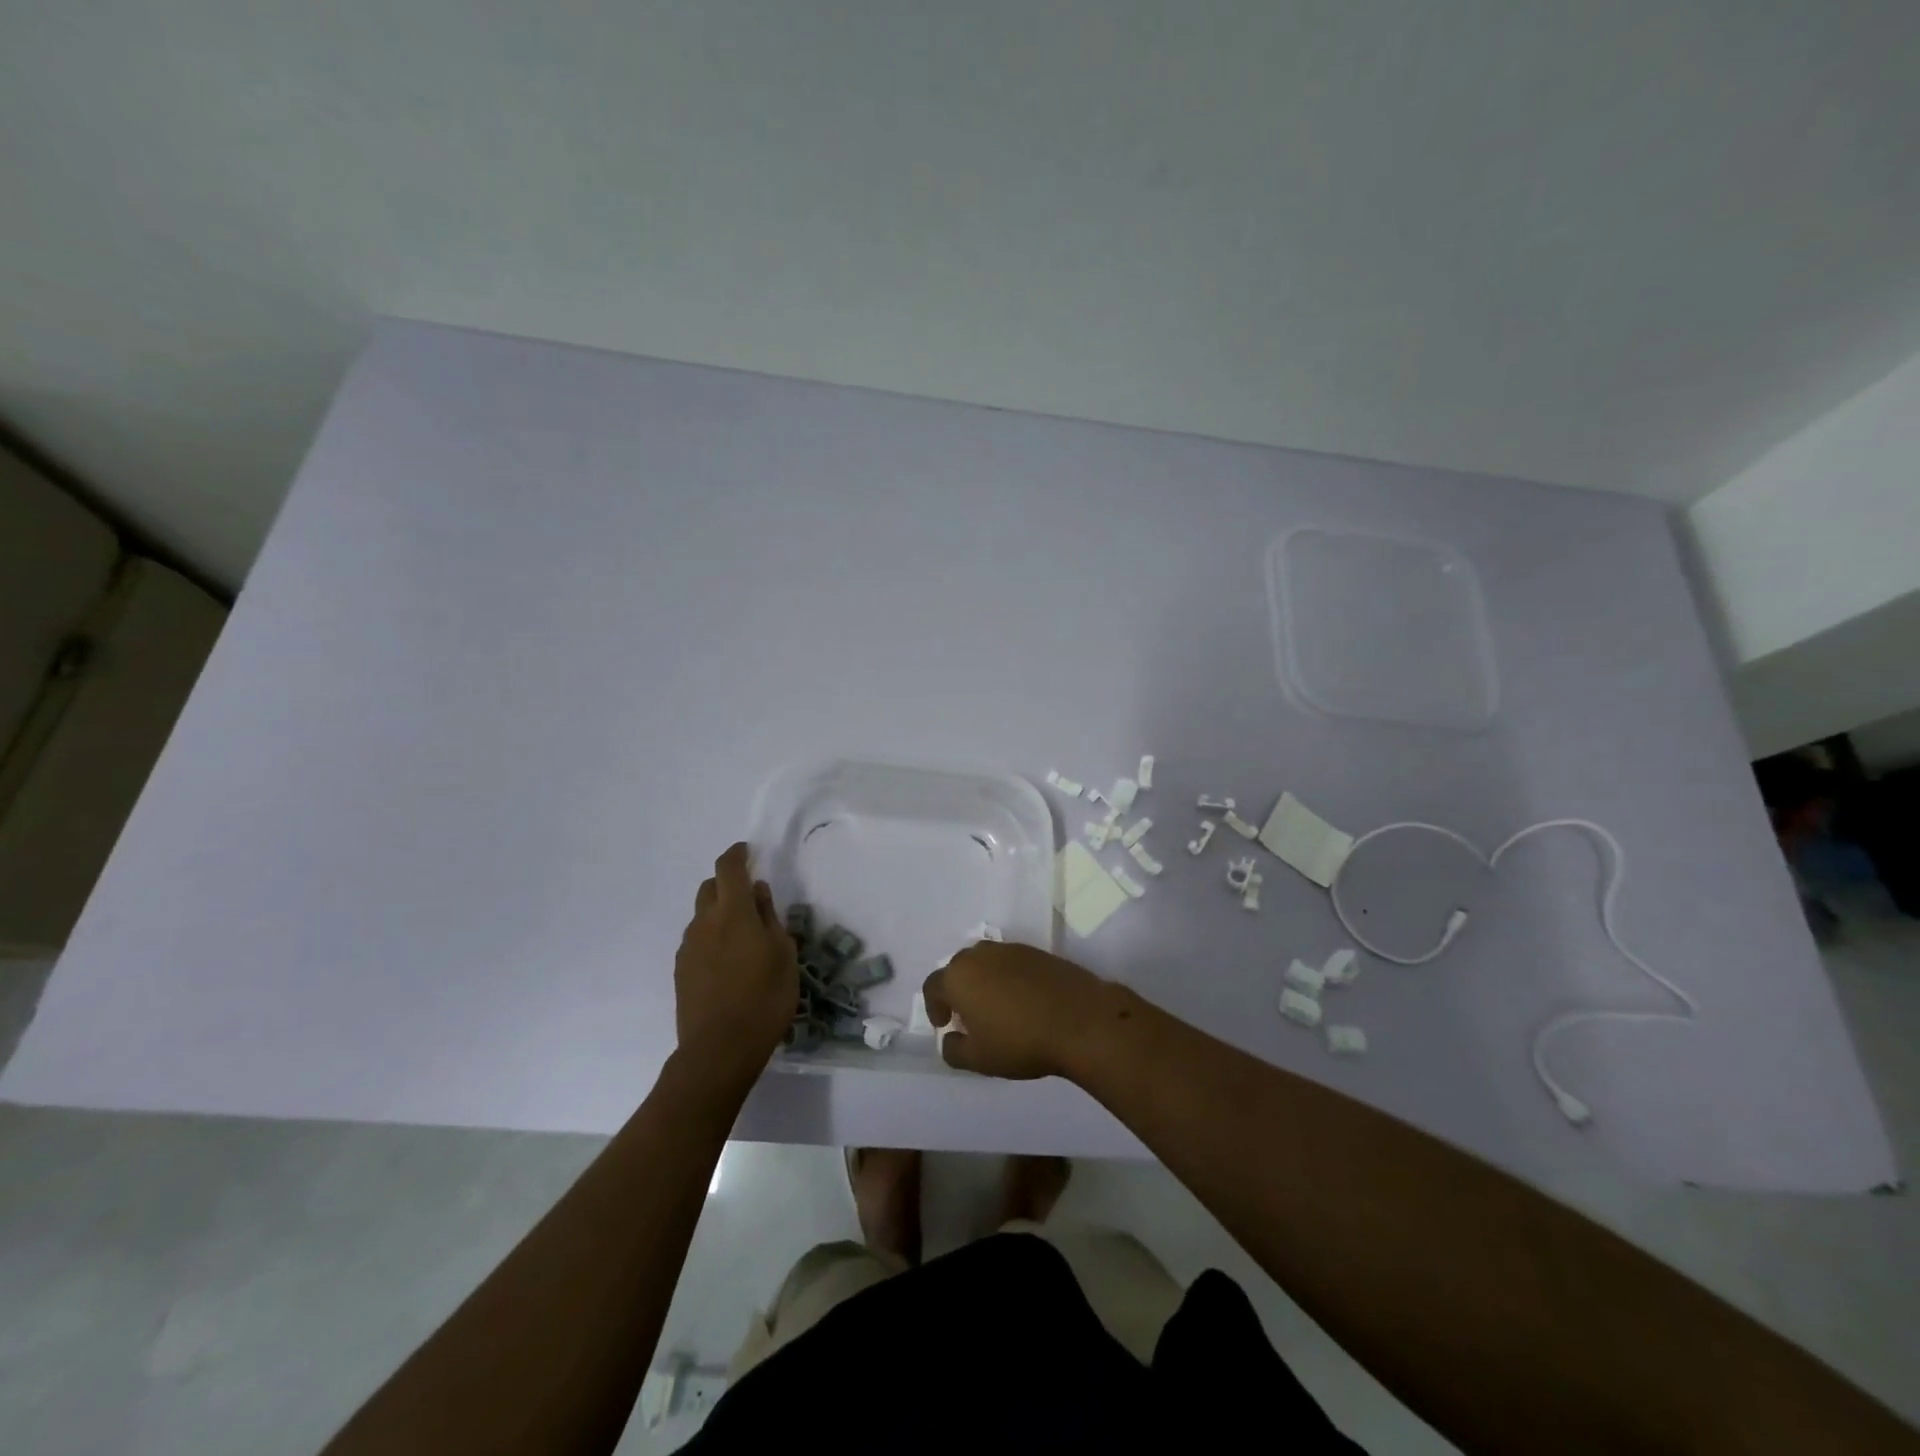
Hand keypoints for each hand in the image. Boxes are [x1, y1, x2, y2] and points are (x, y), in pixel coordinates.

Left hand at [673, 844, 797, 1089]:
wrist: (719, 1050)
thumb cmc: (764, 997)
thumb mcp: (783, 954)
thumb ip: (769, 917)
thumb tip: (758, 891)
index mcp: (733, 912)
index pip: (728, 869)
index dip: (737, 854)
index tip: (748, 851)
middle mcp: (704, 923)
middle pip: (710, 888)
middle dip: (727, 883)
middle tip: (750, 896)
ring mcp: (688, 947)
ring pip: (702, 916)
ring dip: (719, 913)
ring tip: (742, 936)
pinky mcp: (681, 971)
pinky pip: (697, 940)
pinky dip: (711, 937)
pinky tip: (728, 962)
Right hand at [922, 942, 1111, 1079]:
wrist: (1081, 1020)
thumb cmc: (1021, 1041)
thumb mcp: (979, 1059)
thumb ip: (953, 1050)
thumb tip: (950, 1038)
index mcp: (958, 976)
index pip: (933, 986)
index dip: (934, 1007)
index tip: (945, 1025)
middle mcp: (980, 955)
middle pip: (959, 969)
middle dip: (958, 991)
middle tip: (969, 1017)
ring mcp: (1011, 949)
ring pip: (986, 963)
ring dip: (984, 982)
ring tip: (996, 1008)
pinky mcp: (1037, 951)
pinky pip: (1011, 963)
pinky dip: (1008, 978)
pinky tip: (1022, 1001)